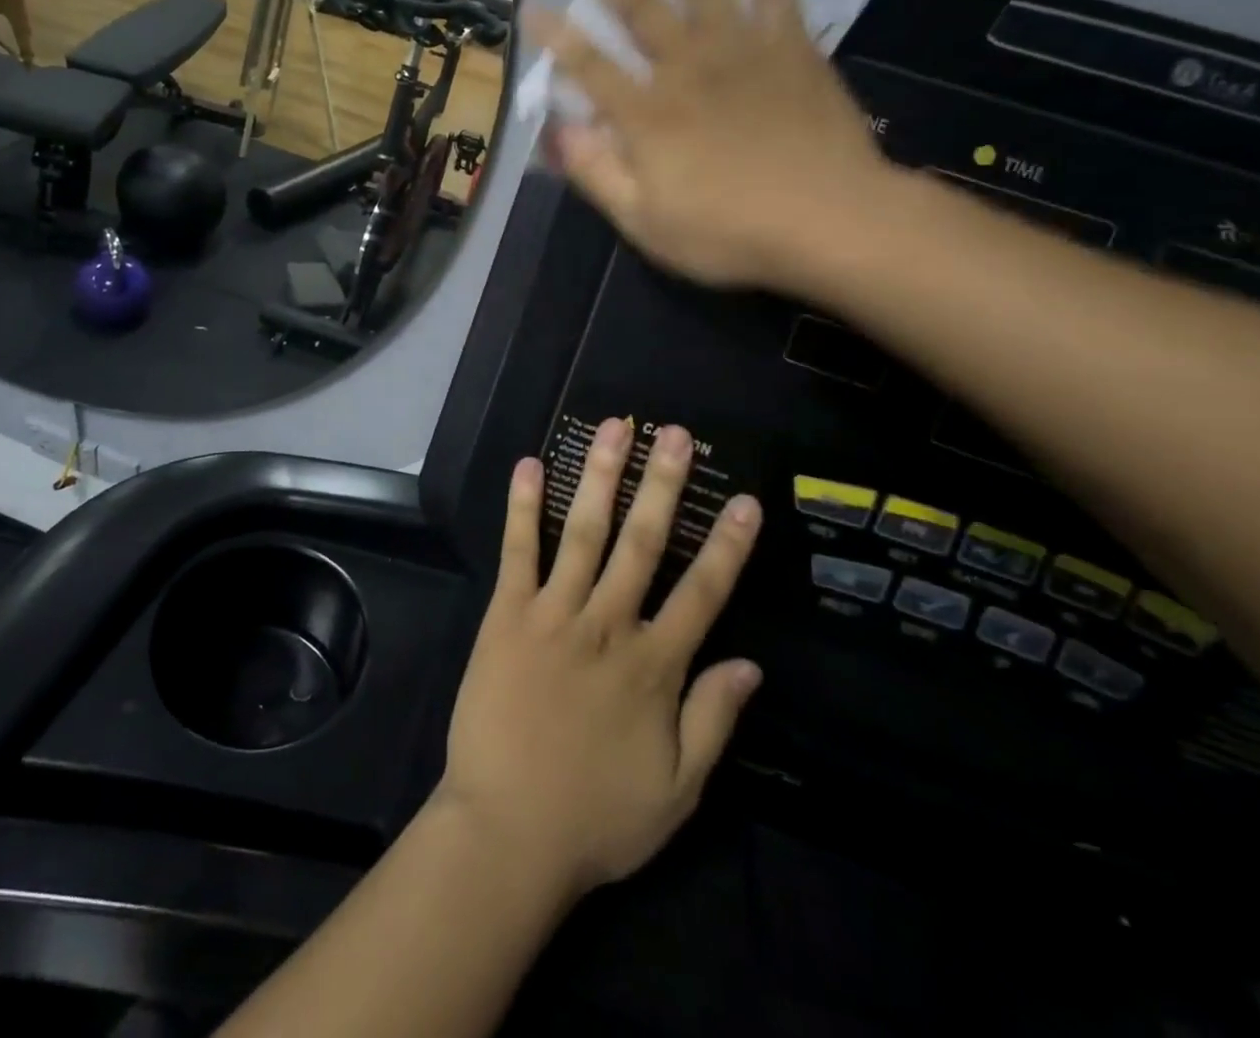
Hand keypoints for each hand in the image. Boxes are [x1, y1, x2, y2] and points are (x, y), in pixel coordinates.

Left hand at [433, 419, 763, 901]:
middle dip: (662, 484)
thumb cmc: (596, 817)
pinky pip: (518, 551)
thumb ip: (714, 721)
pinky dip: (524, 507)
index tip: (744, 499)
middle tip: (675, 434)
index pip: (703, 593)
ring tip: (614, 428)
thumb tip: (752, 664)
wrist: (507, 831)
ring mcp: (553, 614)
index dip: (727, 545)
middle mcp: (608, 625)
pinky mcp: (507, 615)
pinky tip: (530, 466)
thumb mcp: (678, 790)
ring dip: (602, 477)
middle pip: (643, 543)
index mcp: (654, 666)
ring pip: (584, 532)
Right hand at [528, 0, 902, 295]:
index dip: (557, 38)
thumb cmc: (728, 232)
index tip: (530, 6)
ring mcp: (742, 50)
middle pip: (639, 7)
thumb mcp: (645, 222)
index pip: (589, 67)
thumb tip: (558, 132)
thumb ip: (598, 173)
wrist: (830, 222)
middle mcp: (687, 68)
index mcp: (647, 115)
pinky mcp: (791, 46)